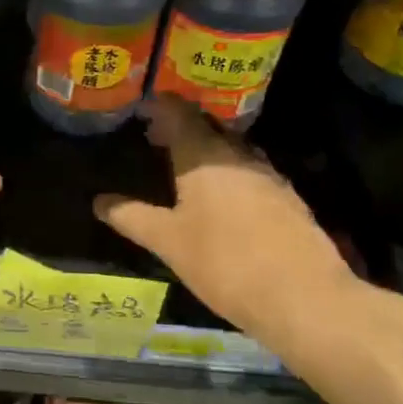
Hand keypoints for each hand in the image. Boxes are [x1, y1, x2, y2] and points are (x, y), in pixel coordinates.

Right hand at [94, 97, 361, 344]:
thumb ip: (131, 217)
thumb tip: (99, 201)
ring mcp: (269, 176)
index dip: (160, 105)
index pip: (179, 114)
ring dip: (209, 149)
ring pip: (233, 150)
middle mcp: (238, 156)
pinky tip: (224, 198)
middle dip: (182, 127)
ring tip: (186, 166)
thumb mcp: (167, 242)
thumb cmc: (223, 263)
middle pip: (208, 127)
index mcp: (204, 156)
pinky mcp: (289, 200)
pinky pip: (251, 172)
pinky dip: (231, 172)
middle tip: (156, 138)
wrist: (304, 298)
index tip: (142, 106)